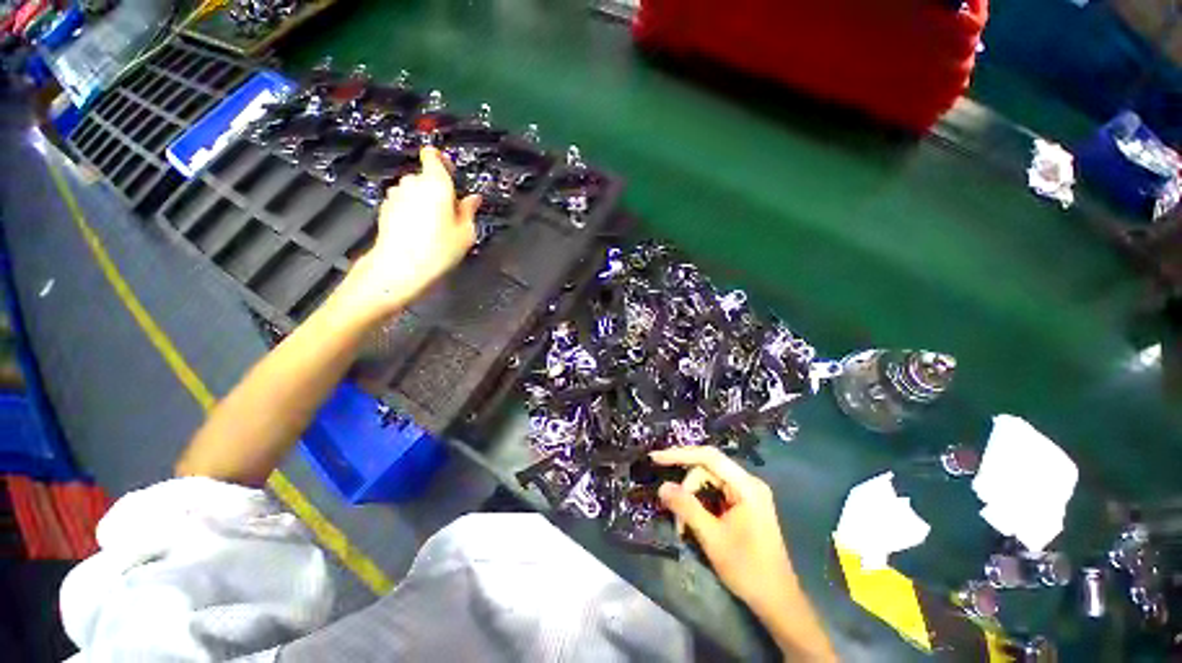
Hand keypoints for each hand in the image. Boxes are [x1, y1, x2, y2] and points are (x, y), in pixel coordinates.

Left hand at [327, 147, 479, 325]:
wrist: (401, 267)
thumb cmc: (440, 248)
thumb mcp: (465, 233)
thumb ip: (469, 211)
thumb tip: (473, 198)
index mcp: (436, 183)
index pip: (433, 155)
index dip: (442, 161)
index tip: (451, 176)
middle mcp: (412, 182)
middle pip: (426, 176)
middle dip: (438, 189)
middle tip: (450, 213)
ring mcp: (395, 195)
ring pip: (413, 190)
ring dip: (423, 200)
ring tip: (434, 225)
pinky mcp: (385, 208)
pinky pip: (403, 202)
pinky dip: (411, 210)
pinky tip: (418, 231)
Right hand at [651, 446, 797, 612]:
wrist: (777, 601)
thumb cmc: (747, 569)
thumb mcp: (712, 538)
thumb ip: (686, 508)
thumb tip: (662, 486)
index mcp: (746, 486)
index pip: (709, 457)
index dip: (680, 454)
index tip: (656, 458)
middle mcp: (748, 483)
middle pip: (708, 469)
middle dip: (686, 485)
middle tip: (671, 508)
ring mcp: (748, 493)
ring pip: (710, 481)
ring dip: (691, 496)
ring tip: (681, 522)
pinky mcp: (745, 504)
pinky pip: (716, 492)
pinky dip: (700, 502)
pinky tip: (691, 518)